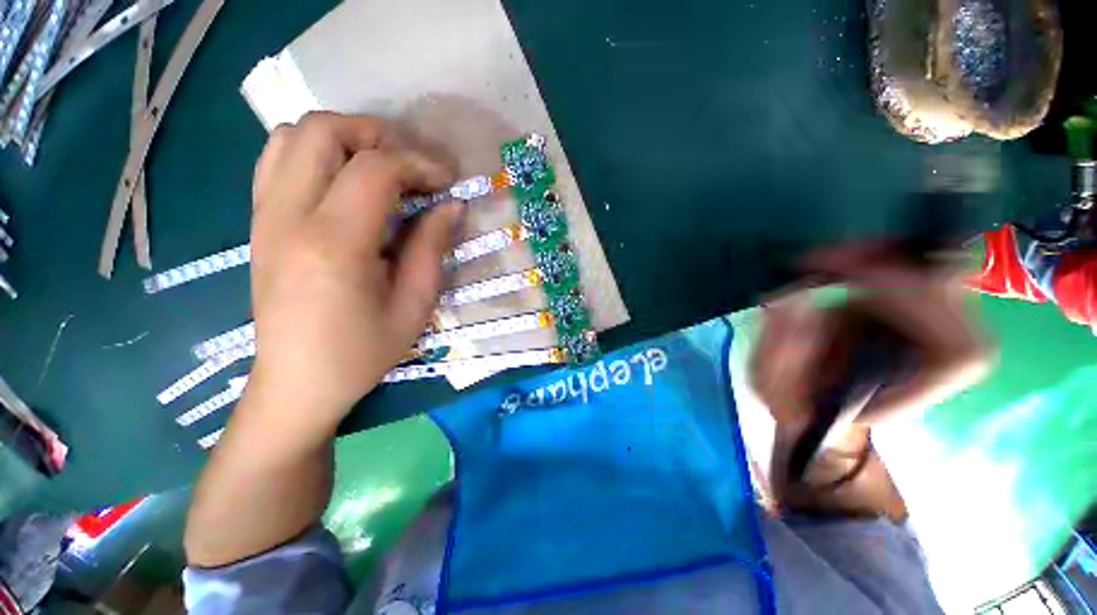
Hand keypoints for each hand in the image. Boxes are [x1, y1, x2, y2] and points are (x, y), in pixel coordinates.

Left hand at [247, 112, 460, 431]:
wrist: (297, 382)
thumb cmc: (362, 352)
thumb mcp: (414, 305)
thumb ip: (432, 247)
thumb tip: (451, 205)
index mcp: (333, 244)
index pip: (375, 169)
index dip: (419, 163)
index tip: (448, 180)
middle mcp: (288, 216)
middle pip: (323, 130)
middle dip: (378, 135)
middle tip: (414, 165)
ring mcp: (264, 215)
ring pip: (292, 134)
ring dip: (346, 138)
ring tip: (382, 168)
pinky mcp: (258, 222)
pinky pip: (277, 159)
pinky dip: (315, 153)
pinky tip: (345, 183)